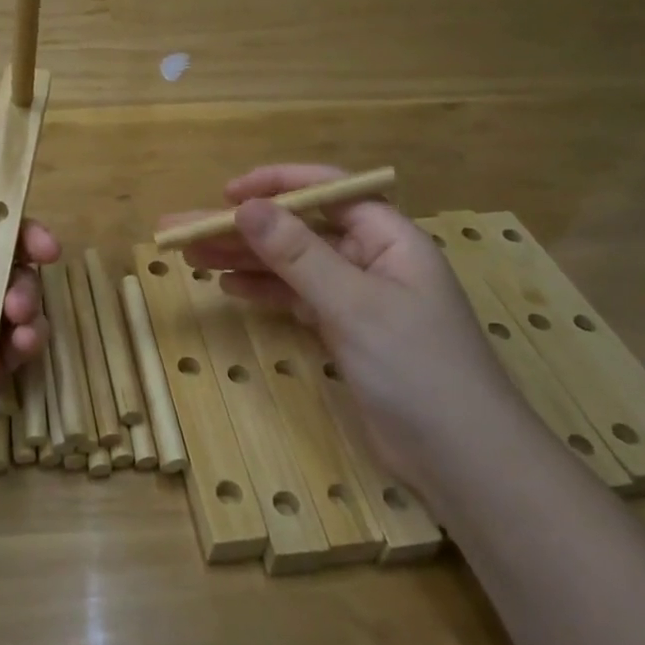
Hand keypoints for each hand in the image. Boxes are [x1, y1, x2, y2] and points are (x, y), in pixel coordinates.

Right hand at [161, 164, 520, 489]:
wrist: (463, 460)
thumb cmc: (417, 369)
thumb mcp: (354, 305)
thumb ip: (298, 255)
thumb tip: (246, 207)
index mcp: (388, 238)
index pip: (328, 190)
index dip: (277, 184)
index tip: (227, 194)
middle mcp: (372, 260)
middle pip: (298, 230)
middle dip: (242, 228)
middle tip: (182, 232)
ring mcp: (358, 298)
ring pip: (292, 266)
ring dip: (244, 260)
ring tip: (191, 258)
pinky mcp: (346, 332)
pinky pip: (297, 298)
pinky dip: (264, 292)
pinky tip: (229, 287)